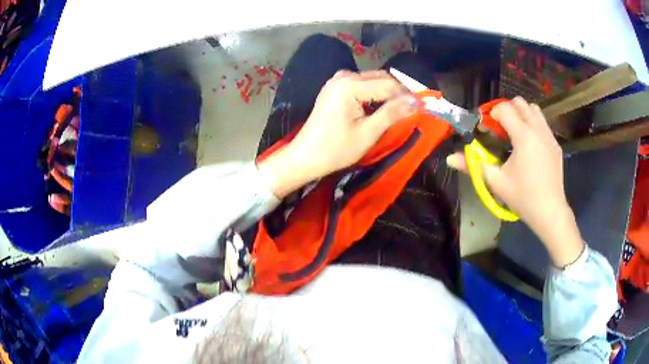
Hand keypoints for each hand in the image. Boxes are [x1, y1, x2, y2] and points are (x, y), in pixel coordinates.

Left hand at [258, 70, 414, 197]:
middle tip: (413, 109)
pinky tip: (379, 106)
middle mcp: (343, 76)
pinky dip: (374, 93)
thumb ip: (392, 113)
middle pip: (380, 78)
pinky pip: (361, 84)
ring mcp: (336, 81)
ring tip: (399, 110)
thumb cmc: (336, 149)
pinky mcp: (334, 88)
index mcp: (349, 86)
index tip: (423, 108)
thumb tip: (417, 101)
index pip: (388, 84)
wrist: (305, 156)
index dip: (408, 96)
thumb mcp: (368, 133)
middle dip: (398, 92)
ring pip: (372, 80)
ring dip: (387, 92)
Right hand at [447, 97, 583, 266]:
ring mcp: (549, 136)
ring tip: (515, 133)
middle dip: (507, 110)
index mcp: (523, 136)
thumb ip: (472, 165)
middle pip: (520, 103)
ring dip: (522, 114)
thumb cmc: (523, 197)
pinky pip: (543, 124)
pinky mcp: (556, 144)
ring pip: (534, 110)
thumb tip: (450, 158)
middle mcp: (538, 129)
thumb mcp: (496, 182)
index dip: (491, 115)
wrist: (550, 212)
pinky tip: (529, 146)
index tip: (486, 130)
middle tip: (500, 129)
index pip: (504, 108)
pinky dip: (533, 125)